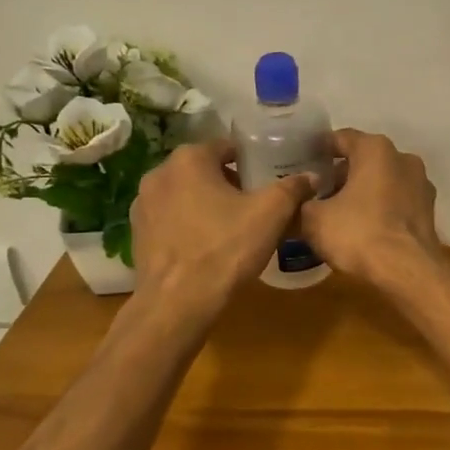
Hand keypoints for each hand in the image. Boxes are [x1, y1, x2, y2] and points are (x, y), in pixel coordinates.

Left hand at [130, 141, 313, 321]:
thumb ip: (293, 188)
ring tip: (233, 226)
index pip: (228, 147)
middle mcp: (159, 173)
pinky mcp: (137, 234)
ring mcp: (142, 205)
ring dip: (208, 203)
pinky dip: (189, 225)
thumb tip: (311, 176)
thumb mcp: (271, 214)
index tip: (269, 177)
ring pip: (186, 195)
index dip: (252, 160)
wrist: (177, 302)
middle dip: (230, 182)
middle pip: (205, 170)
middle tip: (256, 203)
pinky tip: (208, 246)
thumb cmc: (226, 248)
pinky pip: (171, 220)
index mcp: (189, 159)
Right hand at [300, 129, 442, 288]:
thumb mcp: (315, 219)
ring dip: (363, 192)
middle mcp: (403, 159)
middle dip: (342, 174)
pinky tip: (364, 227)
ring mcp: (421, 185)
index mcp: (375, 149)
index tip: (305, 163)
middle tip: (319, 193)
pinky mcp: (429, 211)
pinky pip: (397, 202)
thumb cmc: (358, 233)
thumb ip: (304, 203)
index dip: (320, 150)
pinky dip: (380, 208)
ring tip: (340, 213)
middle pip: (365, 160)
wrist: (407, 270)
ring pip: (383, 181)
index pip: (341, 138)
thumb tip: (303, 202)